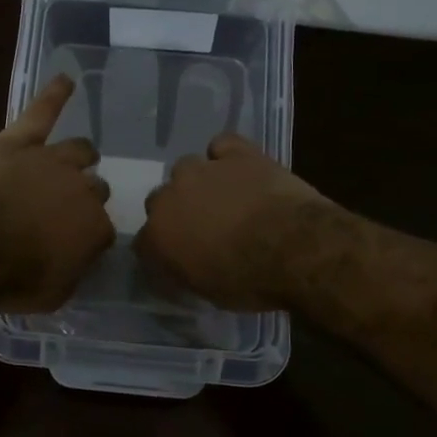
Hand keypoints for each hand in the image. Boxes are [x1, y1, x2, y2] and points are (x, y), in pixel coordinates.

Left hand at [0, 74, 114, 310]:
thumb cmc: (10, 276)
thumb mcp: (51, 294)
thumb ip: (70, 274)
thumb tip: (72, 263)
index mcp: (94, 228)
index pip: (101, 231)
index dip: (87, 238)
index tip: (72, 246)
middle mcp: (82, 189)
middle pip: (95, 189)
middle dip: (85, 198)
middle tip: (65, 210)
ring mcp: (51, 160)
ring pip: (79, 151)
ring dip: (81, 156)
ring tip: (81, 156)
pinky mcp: (19, 140)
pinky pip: (42, 111)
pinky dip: (55, 95)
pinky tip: (66, 80)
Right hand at [134, 134, 329, 309]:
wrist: (292, 248)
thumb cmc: (248, 281)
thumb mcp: (208, 292)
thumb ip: (186, 272)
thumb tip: (185, 265)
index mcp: (157, 237)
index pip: (144, 242)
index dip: (162, 249)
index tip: (179, 257)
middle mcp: (170, 198)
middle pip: (159, 200)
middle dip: (177, 211)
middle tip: (203, 226)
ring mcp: (202, 170)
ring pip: (186, 168)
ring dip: (198, 182)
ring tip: (223, 196)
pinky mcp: (236, 154)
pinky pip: (221, 145)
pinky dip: (226, 154)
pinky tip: (239, 168)